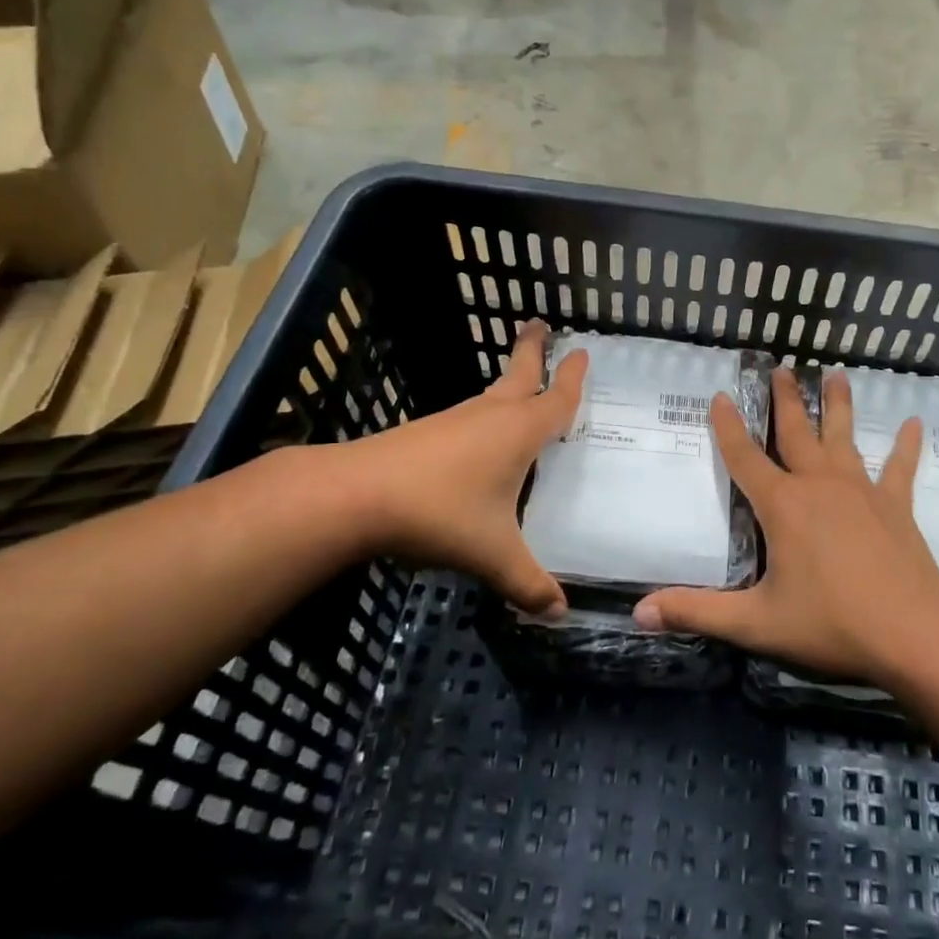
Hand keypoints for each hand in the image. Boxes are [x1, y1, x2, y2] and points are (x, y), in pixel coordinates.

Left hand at [348, 320, 584, 615]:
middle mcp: (490, 416)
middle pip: (519, 373)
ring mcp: (454, 421)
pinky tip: (481, 442)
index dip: (574, 378)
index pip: (557, 399)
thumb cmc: (440, 513)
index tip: (583, 351)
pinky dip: (486, 416)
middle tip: (540, 324)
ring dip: (510, 384)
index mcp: (519, 432)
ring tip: (522, 390)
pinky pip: (469, 418)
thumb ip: (528, 584)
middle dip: (533, 349)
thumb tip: (560, 614)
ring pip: (492, 395)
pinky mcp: (426, 434)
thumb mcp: (493, 554)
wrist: (355, 495)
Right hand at [633, 368, 938, 685]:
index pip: (745, 457)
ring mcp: (861, 490)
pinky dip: (907, 446)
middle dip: (786, 400)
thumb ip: (697, 612)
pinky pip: (900, 468)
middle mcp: (819, 485)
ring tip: (837, 374)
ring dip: (838, 405)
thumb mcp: (756, 622)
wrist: (911, 631)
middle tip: (782, 368)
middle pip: (797, 432)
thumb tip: (639, 612)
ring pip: (844, 437)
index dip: (728, 427)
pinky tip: (916, 423)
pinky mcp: (895, 505)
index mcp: (782, 505)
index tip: (722, 396)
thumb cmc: (830, 623)